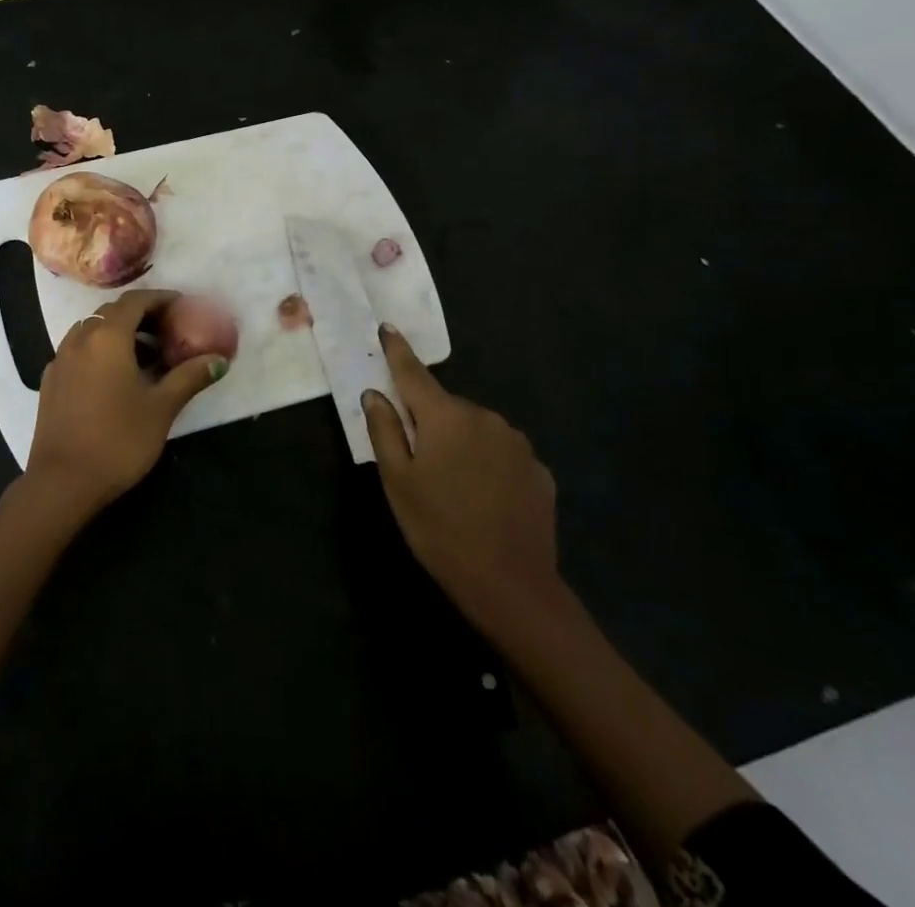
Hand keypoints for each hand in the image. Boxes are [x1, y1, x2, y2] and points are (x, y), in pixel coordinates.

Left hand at [27, 289, 228, 514]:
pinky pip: (79, 350)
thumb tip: (219, 360)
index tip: (183, 307)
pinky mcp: (50, 380)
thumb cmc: (118, 440)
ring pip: (93, 330)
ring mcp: (60, 358)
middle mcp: (80, 338)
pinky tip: (116, 377)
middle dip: (142, 315)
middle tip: (169, 331)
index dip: (161, 299)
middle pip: (112, 312)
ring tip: (147, 356)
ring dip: (120, 333)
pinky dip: (100, 350)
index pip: (136, 300)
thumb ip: (189, 377)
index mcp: (107, 337)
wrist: (62, 482)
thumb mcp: (162, 408)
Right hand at [362, 325, 562, 631]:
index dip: (398, 351)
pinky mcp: (539, 471)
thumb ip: (384, 430)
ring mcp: (517, 444)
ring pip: (474, 429)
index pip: (414, 373)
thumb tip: (375, 394)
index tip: (387, 328)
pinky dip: (486, 462)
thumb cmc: (439, 529)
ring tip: (451, 483)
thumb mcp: (397, 481)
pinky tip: (482, 496)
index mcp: (445, 416)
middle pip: (445, 406)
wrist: (512, 586)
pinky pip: (501, 453)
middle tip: (415, 456)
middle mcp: (485, 418)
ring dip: (459, 441)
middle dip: (428, 419)